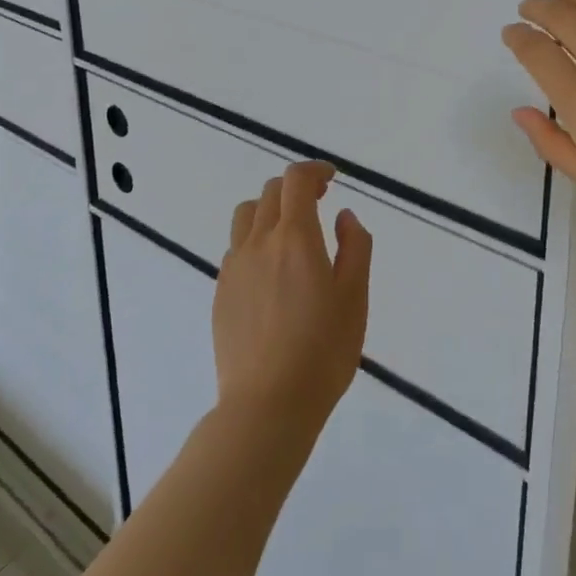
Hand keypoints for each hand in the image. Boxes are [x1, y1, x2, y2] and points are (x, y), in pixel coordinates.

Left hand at [214, 162, 371, 443]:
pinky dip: (255, 241)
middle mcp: (259, 241)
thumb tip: (344, 216)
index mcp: (295, 237)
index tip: (331, 179)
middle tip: (318, 203)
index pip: (296, 180)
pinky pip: (236, 248)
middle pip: (271, 192)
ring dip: (269, 210)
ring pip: (246, 215)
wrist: (267, 405)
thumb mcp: (354, 298)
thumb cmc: (322, 351)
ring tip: (289, 232)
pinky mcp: (221, 291)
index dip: (314, 170)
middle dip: (296, 189)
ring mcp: (235, 266)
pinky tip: (270, 271)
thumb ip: (355, 247)